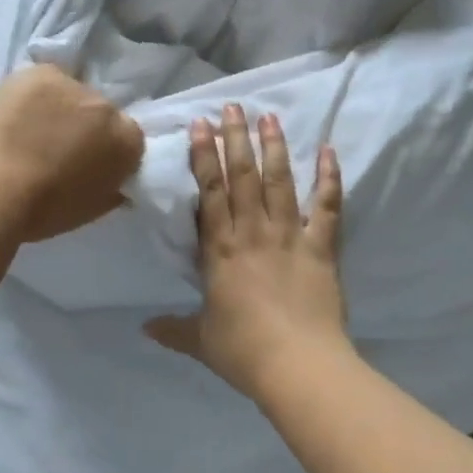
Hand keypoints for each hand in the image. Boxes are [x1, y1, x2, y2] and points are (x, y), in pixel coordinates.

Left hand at [0, 64, 144, 241]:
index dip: (107, 150)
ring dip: (59, 106)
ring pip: (71, 92)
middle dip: (86, 126)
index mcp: (128, 141)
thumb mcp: (93, 208)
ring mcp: (73, 85)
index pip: (128, 137)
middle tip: (58, 147)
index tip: (87, 163)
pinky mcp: (40, 73)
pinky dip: (34, 94)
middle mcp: (108, 106)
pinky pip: (43, 80)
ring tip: (31, 128)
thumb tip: (115, 181)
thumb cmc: (44, 211)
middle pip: (101, 111)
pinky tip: (17, 112)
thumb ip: (112, 187)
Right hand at [146, 104, 349, 403]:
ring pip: (280, 181)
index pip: (210, 192)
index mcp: (221, 249)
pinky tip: (328, 150)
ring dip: (274, 147)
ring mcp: (290, 235)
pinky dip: (329, 177)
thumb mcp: (200, 341)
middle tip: (234, 106)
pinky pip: (326, 206)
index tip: (202, 125)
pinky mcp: (322, 246)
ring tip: (269, 117)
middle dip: (237, 138)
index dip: (205, 156)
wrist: (298, 366)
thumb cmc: (244, 351)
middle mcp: (253, 231)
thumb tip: (143, 328)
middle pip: (244, 176)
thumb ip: (173, 329)